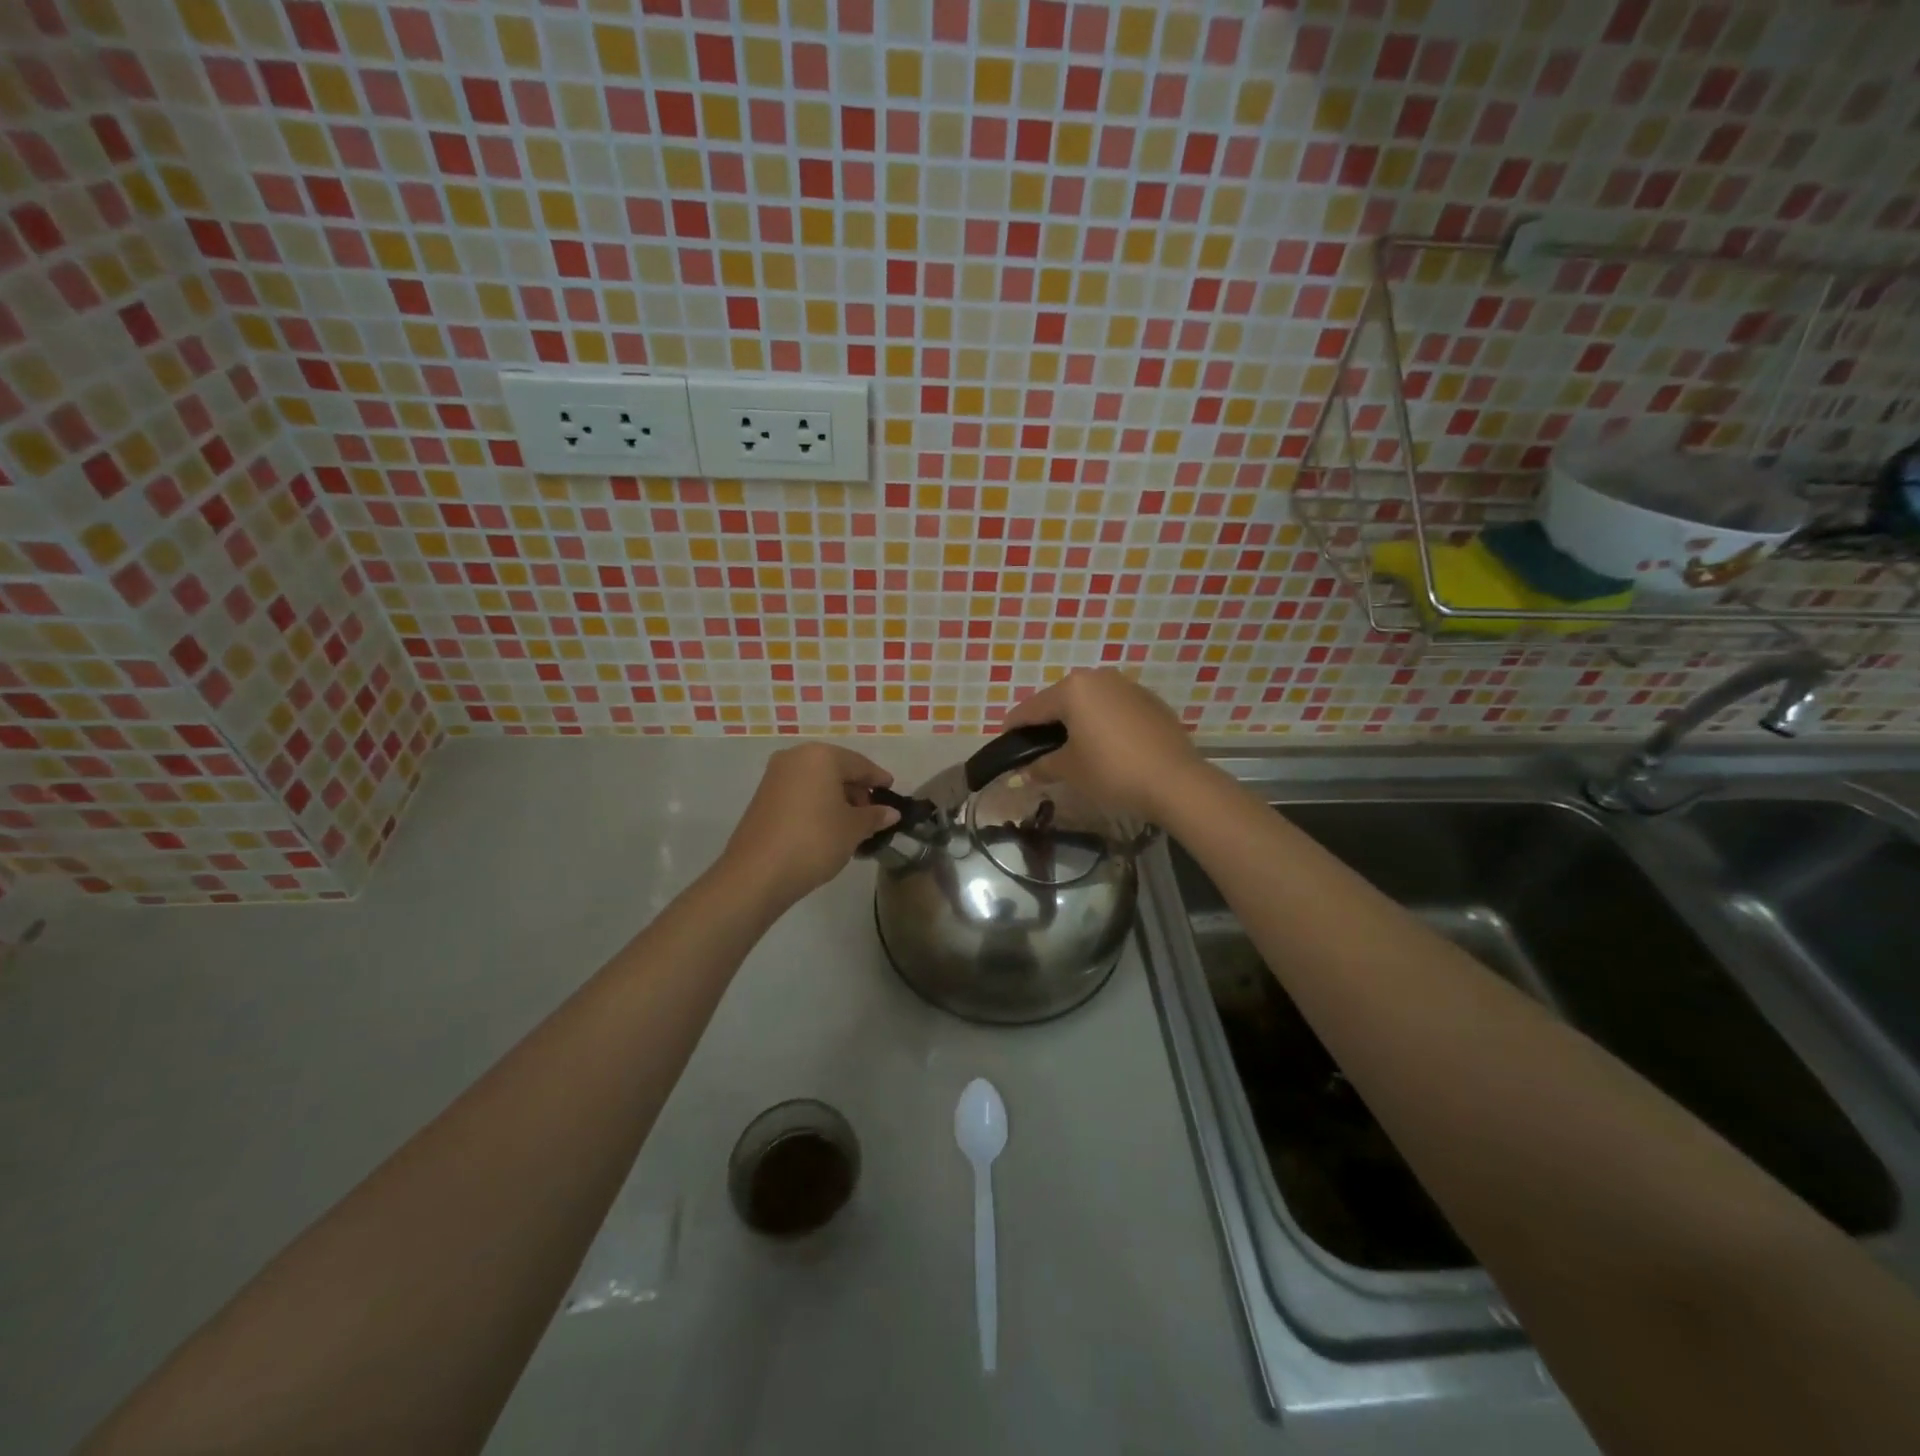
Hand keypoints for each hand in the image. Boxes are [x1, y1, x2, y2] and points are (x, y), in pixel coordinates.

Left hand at [720, 743, 900, 906]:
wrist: (758, 873)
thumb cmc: (815, 841)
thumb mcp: (853, 829)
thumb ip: (874, 816)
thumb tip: (890, 812)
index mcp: (821, 756)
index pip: (860, 764)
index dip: (878, 780)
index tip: (892, 793)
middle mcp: (795, 757)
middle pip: (836, 769)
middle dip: (856, 790)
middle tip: (872, 815)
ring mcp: (775, 776)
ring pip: (817, 782)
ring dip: (836, 799)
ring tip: (851, 826)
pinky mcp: (763, 797)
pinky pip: (800, 793)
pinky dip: (817, 805)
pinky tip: (827, 828)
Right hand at [1001, 669, 1206, 821]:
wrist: (1175, 780)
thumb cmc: (1112, 770)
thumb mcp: (1070, 770)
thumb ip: (1043, 765)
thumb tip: (1025, 770)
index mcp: (1073, 689)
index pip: (1031, 708)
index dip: (1014, 727)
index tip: (1004, 742)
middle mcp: (1099, 678)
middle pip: (1061, 700)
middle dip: (1047, 723)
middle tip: (1038, 749)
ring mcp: (1128, 686)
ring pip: (1089, 702)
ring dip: (1076, 721)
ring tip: (1072, 748)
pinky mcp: (1150, 701)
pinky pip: (1114, 709)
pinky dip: (1102, 723)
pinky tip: (1105, 747)